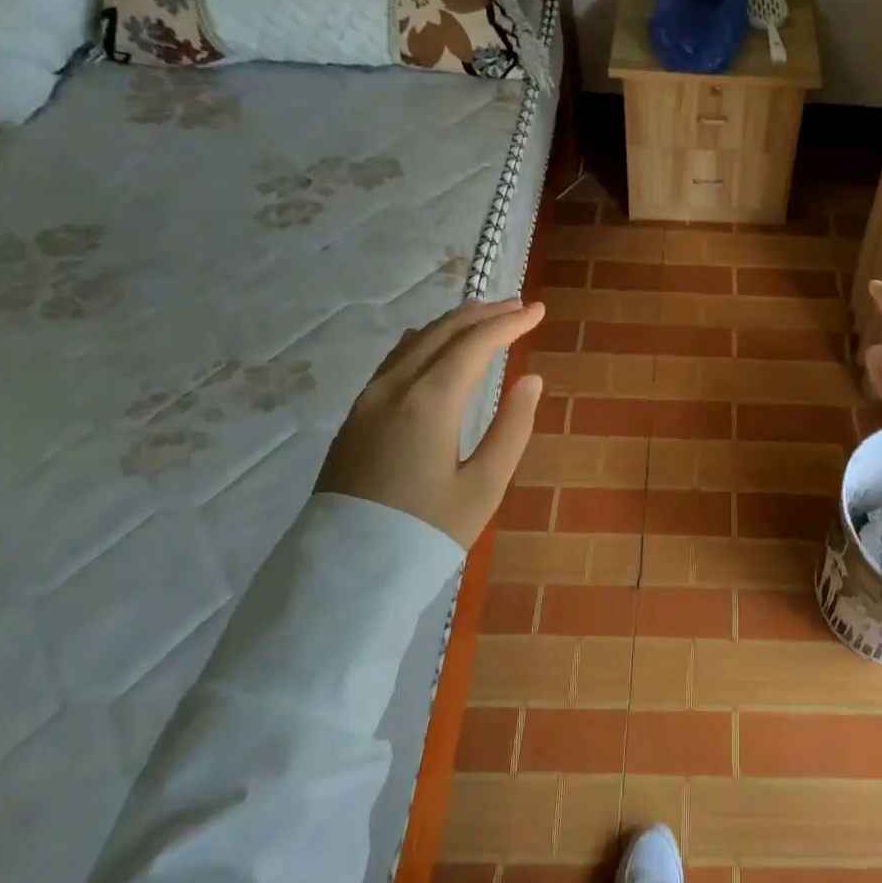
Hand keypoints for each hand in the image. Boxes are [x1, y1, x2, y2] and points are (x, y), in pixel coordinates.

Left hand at [317, 298, 545, 547]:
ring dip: (453, 324)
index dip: (509, 323)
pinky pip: (394, 360)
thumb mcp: (484, 488)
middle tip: (517, 306)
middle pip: (442, 333)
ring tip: (484, 317)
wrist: (344, 577)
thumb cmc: (425, 534)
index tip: (537, 310)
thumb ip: (512, 428)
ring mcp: (367, 401)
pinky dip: (425, 342)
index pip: (474, 345)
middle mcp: (394, 389)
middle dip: (483, 314)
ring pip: (415, 342)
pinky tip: (433, 345)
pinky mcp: (354, 417)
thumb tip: (531, 380)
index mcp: (429, 403)